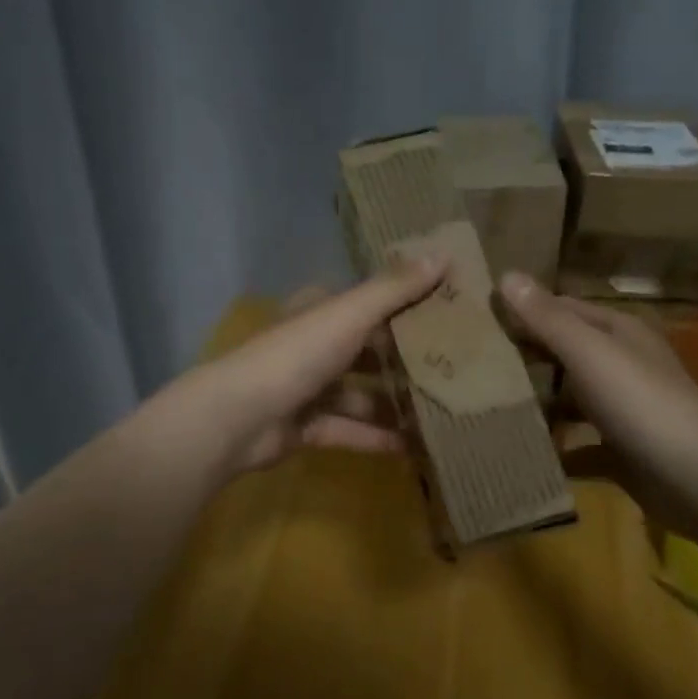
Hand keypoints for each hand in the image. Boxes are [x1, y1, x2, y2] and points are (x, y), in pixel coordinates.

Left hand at [198, 258, 447, 474]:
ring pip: (362, 395)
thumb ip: (395, 288)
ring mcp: (309, 389)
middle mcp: (315, 347)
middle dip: (407, 362)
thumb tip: (445, 252)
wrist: (239, 417)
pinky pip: (351, 430)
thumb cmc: (297, 355)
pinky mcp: (308, 428)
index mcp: (321, 312)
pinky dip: (378, 437)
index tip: (450, 316)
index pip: (370, 304)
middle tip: (458, 370)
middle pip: (369, 352)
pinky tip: (417, 446)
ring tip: (443, 411)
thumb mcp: (349, 314)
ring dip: (396, 404)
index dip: (406, 307)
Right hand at [496, 273, 697, 528]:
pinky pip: (579, 447)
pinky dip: (556, 450)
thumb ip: (548, 319)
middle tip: (470, 365)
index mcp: (619, 333)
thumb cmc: (643, 405)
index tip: (476, 319)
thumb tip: (506, 275)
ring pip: (570, 400)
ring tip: (487, 409)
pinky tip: (523, 454)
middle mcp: (623, 366)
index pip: (562, 310)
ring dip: (537, 405)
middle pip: (565, 354)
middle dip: (525, 357)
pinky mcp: (622, 452)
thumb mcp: (591, 355)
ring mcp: (624, 411)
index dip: (523, 311)